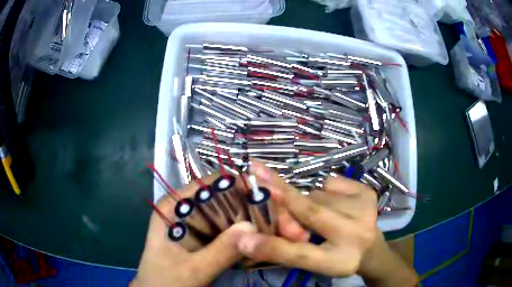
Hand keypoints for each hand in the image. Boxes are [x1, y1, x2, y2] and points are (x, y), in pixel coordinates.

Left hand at [131, 174, 256, 286]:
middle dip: (242, 204)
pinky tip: (253, 237)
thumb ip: (220, 251)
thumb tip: (253, 227)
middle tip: (272, 212)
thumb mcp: (192, 270)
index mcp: (172, 206)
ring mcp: (189, 223)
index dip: (235, 185)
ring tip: (268, 223)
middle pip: (217, 197)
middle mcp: (181, 209)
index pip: (207, 185)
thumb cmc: (165, 281)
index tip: (263, 195)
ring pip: (221, 213)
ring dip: (242, 218)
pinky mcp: (197, 237)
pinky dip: (235, 232)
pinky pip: (220, 229)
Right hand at [236, 161, 378, 276]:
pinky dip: (325, 192)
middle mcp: (356, 229)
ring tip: (320, 217)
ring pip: (316, 195)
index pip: (301, 251)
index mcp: (340, 258)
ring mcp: (364, 205)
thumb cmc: (339, 259)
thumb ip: (279, 251)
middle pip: (308, 210)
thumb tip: (243, 239)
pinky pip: (330, 183)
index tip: (247, 218)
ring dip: (309, 204)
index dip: (275, 238)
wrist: (371, 248)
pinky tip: (335, 205)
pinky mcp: (366, 190)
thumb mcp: (311, 262)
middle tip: (278, 199)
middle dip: (286, 200)